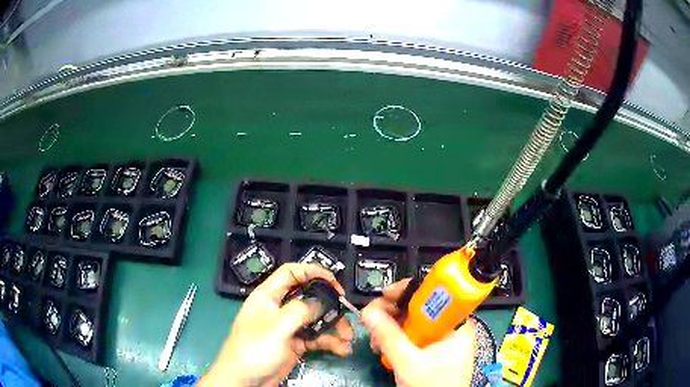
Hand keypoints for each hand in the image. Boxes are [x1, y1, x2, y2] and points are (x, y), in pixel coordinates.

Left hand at [200, 263, 353, 386]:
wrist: (245, 380)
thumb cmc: (254, 349)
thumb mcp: (276, 327)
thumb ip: (300, 311)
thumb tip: (323, 302)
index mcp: (268, 296)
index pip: (291, 273)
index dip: (312, 271)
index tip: (334, 283)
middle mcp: (280, 308)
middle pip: (308, 297)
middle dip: (329, 304)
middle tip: (346, 311)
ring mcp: (288, 327)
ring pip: (316, 319)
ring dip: (334, 327)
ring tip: (348, 338)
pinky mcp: (296, 344)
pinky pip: (316, 338)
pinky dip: (330, 343)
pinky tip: (342, 350)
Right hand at [361, 279, 475, 386]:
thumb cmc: (432, 385)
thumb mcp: (407, 362)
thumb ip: (387, 336)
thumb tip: (367, 311)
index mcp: (455, 322)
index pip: (434, 293)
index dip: (407, 290)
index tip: (384, 296)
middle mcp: (451, 326)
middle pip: (420, 307)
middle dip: (392, 313)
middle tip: (371, 321)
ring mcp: (443, 339)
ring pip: (414, 322)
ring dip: (391, 329)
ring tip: (375, 342)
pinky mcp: (435, 350)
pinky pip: (414, 336)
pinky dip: (397, 340)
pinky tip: (383, 349)